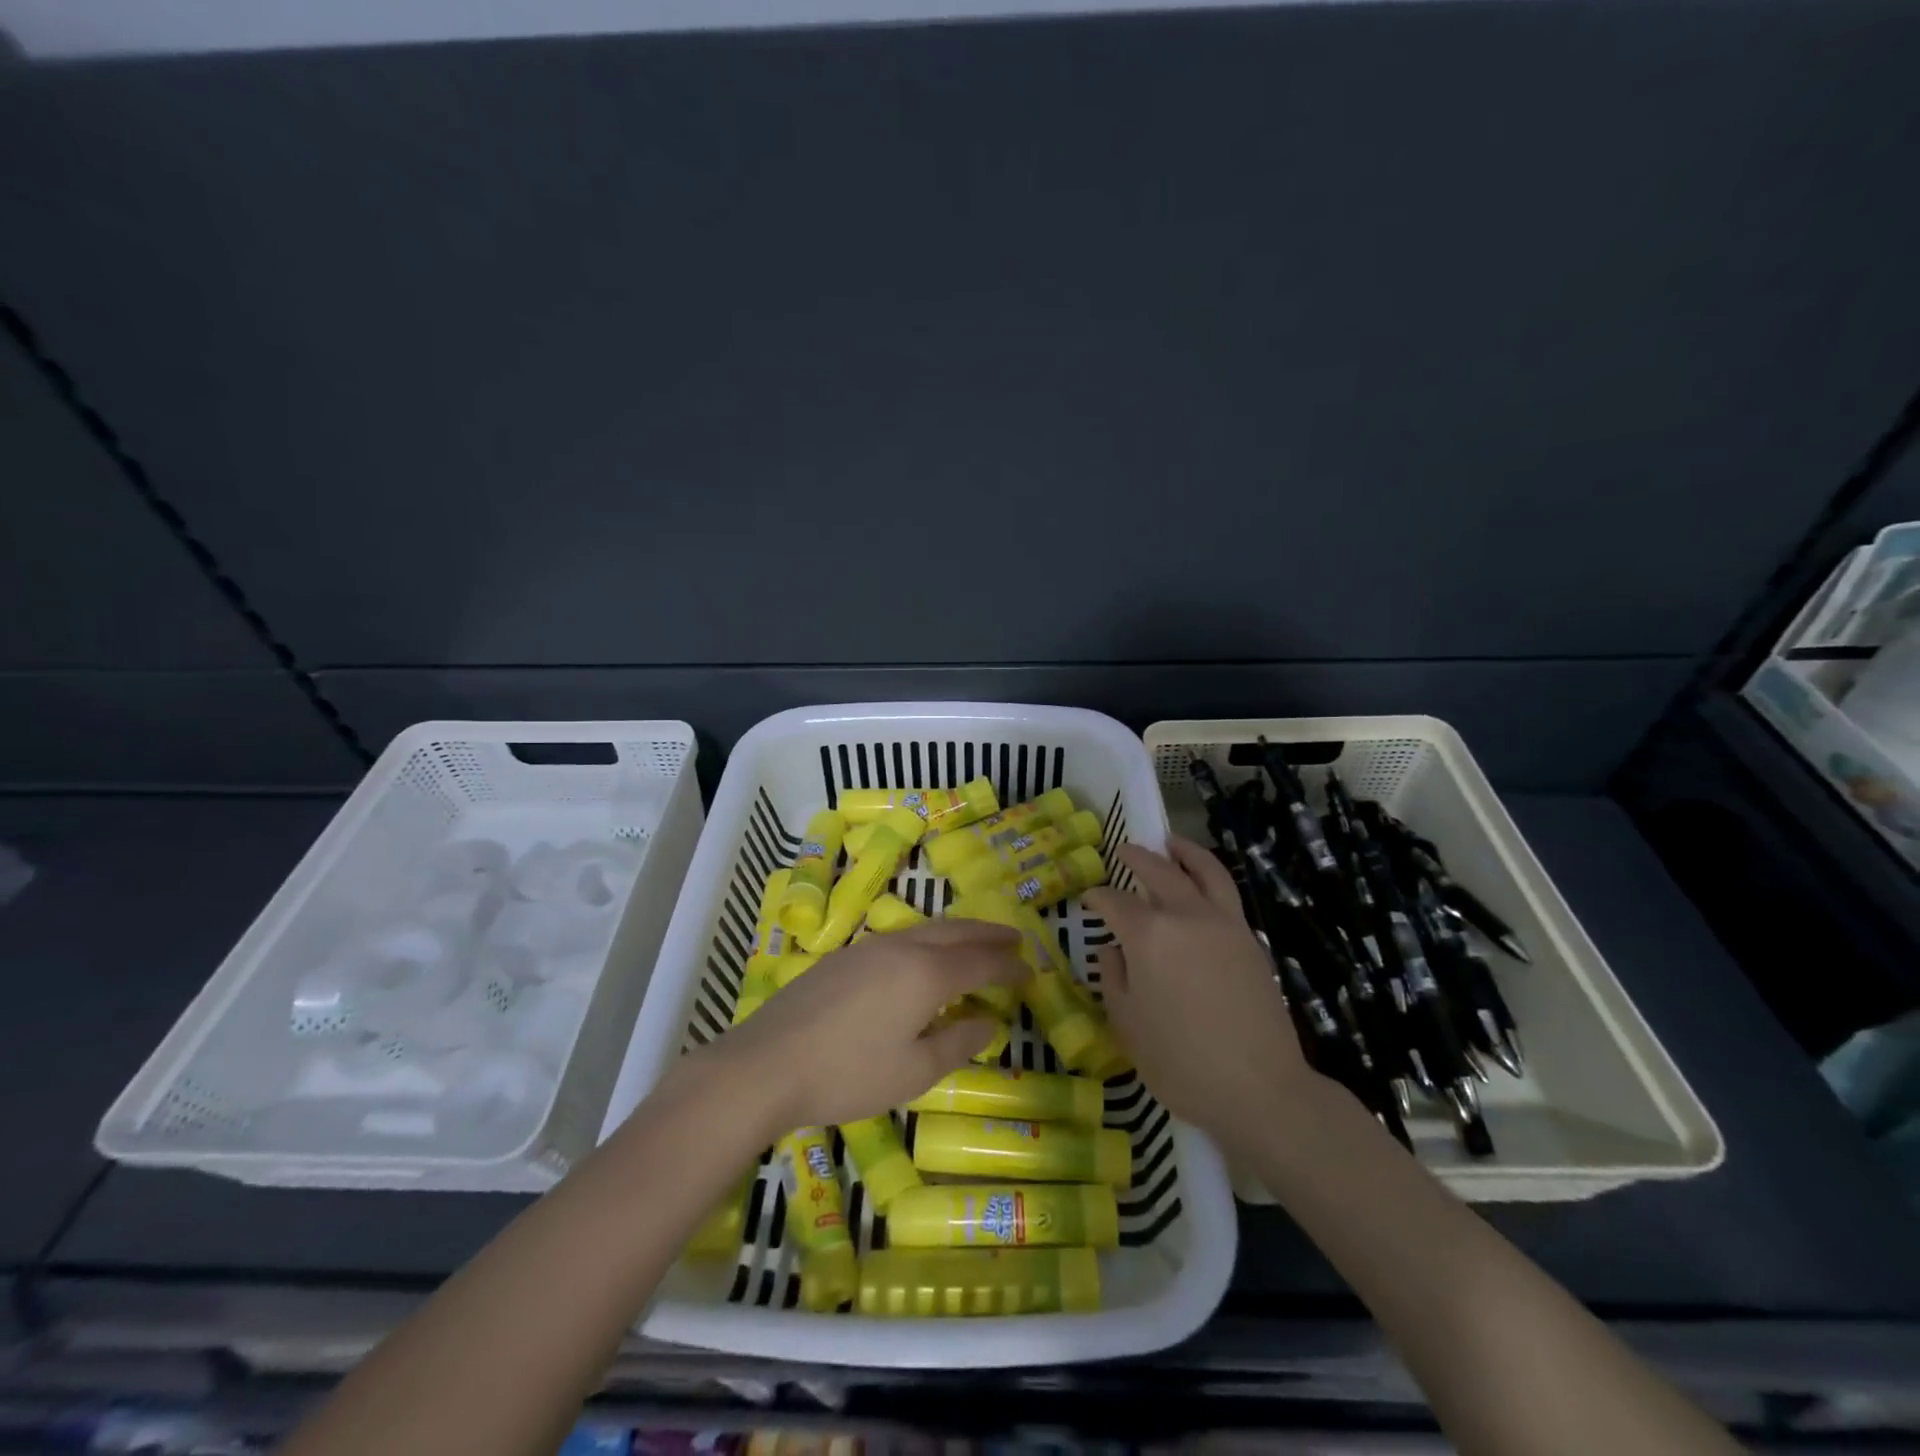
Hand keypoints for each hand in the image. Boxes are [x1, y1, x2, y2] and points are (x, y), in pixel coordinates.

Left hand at [699, 918, 1025, 1132]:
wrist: (767, 1063)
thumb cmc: (848, 1074)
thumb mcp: (913, 1072)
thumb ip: (957, 1043)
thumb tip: (988, 1021)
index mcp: (926, 974)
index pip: (980, 961)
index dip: (1008, 965)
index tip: (1030, 971)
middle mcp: (902, 947)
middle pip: (956, 932)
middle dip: (989, 935)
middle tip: (1015, 940)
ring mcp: (869, 947)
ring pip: (926, 929)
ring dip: (958, 933)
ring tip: (975, 944)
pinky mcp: (844, 956)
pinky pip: (901, 938)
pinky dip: (928, 942)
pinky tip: (923, 959)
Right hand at [1084, 836, 1312, 1149]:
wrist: (1260, 1088)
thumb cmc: (1180, 1061)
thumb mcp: (1127, 1024)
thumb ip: (1114, 978)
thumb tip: (1114, 950)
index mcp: (1149, 935)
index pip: (1115, 902)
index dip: (1097, 898)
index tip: (1087, 900)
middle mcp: (1187, 916)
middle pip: (1159, 871)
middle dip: (1137, 857)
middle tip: (1123, 850)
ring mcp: (1224, 924)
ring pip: (1204, 871)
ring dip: (1184, 852)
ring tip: (1171, 842)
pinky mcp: (1250, 940)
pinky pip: (1226, 893)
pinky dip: (1209, 876)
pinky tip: (1200, 886)